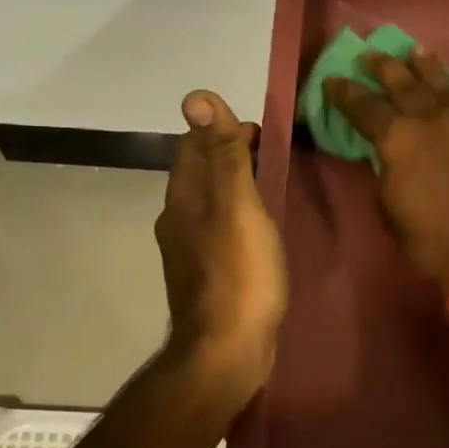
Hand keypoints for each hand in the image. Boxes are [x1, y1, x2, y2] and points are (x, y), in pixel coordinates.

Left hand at [156, 90, 286, 405]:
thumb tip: (195, 96)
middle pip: (199, 176)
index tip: (259, 130)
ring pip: (209, 207)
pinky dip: (237, 221)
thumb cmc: (238, 274)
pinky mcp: (207, 280)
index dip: (220, 131)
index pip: (192, 148)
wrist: (226, 351)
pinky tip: (259, 233)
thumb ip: (222, 154)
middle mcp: (178, 223)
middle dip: (227, 158)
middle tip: (270, 155)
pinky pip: (220, 235)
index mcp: (183, 200)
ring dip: (233, 190)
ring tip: (268, 187)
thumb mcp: (237, 206)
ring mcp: (190, 255)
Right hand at [326, 52, 448, 291]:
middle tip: (372, 55)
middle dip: (384, 66)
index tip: (333, 79)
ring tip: (416, 54)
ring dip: (427, 66)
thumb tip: (389, 154)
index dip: (344, 92)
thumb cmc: (431, 242)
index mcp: (398, 138)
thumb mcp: (390, 207)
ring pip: (447, 80)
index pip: (363, 105)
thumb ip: (387, 169)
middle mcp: (435, 115)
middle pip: (404, 81)